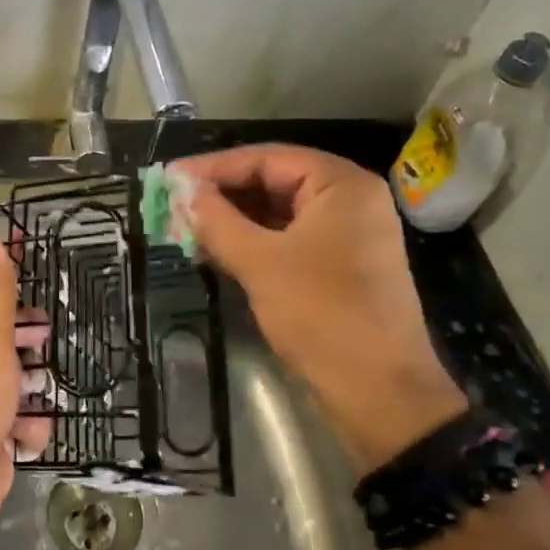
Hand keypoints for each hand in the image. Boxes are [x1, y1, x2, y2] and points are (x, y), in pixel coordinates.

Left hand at [0, 239, 49, 540]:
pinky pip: (24, 420)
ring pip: (20, 377)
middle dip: (30, 334)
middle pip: (5, 332)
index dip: (5, 267)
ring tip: (43, 388)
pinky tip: (26, 434)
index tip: (33, 252)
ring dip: (36, 385)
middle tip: (50, 332)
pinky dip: (29, 427)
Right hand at [177, 145, 466, 471]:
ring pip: (278, 213)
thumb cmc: (321, 314)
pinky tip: (215, 251)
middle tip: (174, 204)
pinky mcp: (339, 266)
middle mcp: (348, 200)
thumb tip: (182, 193)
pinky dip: (252, 242)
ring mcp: (347, 235)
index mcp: (341, 184)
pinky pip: (288, 240)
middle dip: (222, 194)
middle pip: (273, 181)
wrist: (379, 392)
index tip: (170, 177)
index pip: (267, 158)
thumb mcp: (261, 263)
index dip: (214, 167)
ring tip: (185, 228)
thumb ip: (218, 221)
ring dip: (233, 220)